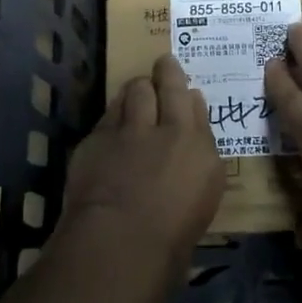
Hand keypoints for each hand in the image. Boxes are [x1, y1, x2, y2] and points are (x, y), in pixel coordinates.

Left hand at [62, 54, 224, 259]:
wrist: (123, 237)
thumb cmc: (174, 232)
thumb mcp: (205, 195)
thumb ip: (201, 157)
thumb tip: (194, 139)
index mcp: (198, 145)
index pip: (194, 106)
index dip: (187, 92)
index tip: (186, 88)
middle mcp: (166, 128)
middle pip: (165, 87)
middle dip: (165, 73)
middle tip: (163, 64)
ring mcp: (128, 130)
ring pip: (134, 92)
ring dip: (137, 88)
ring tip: (137, 88)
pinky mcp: (96, 139)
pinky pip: (108, 116)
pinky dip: (114, 114)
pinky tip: (113, 122)